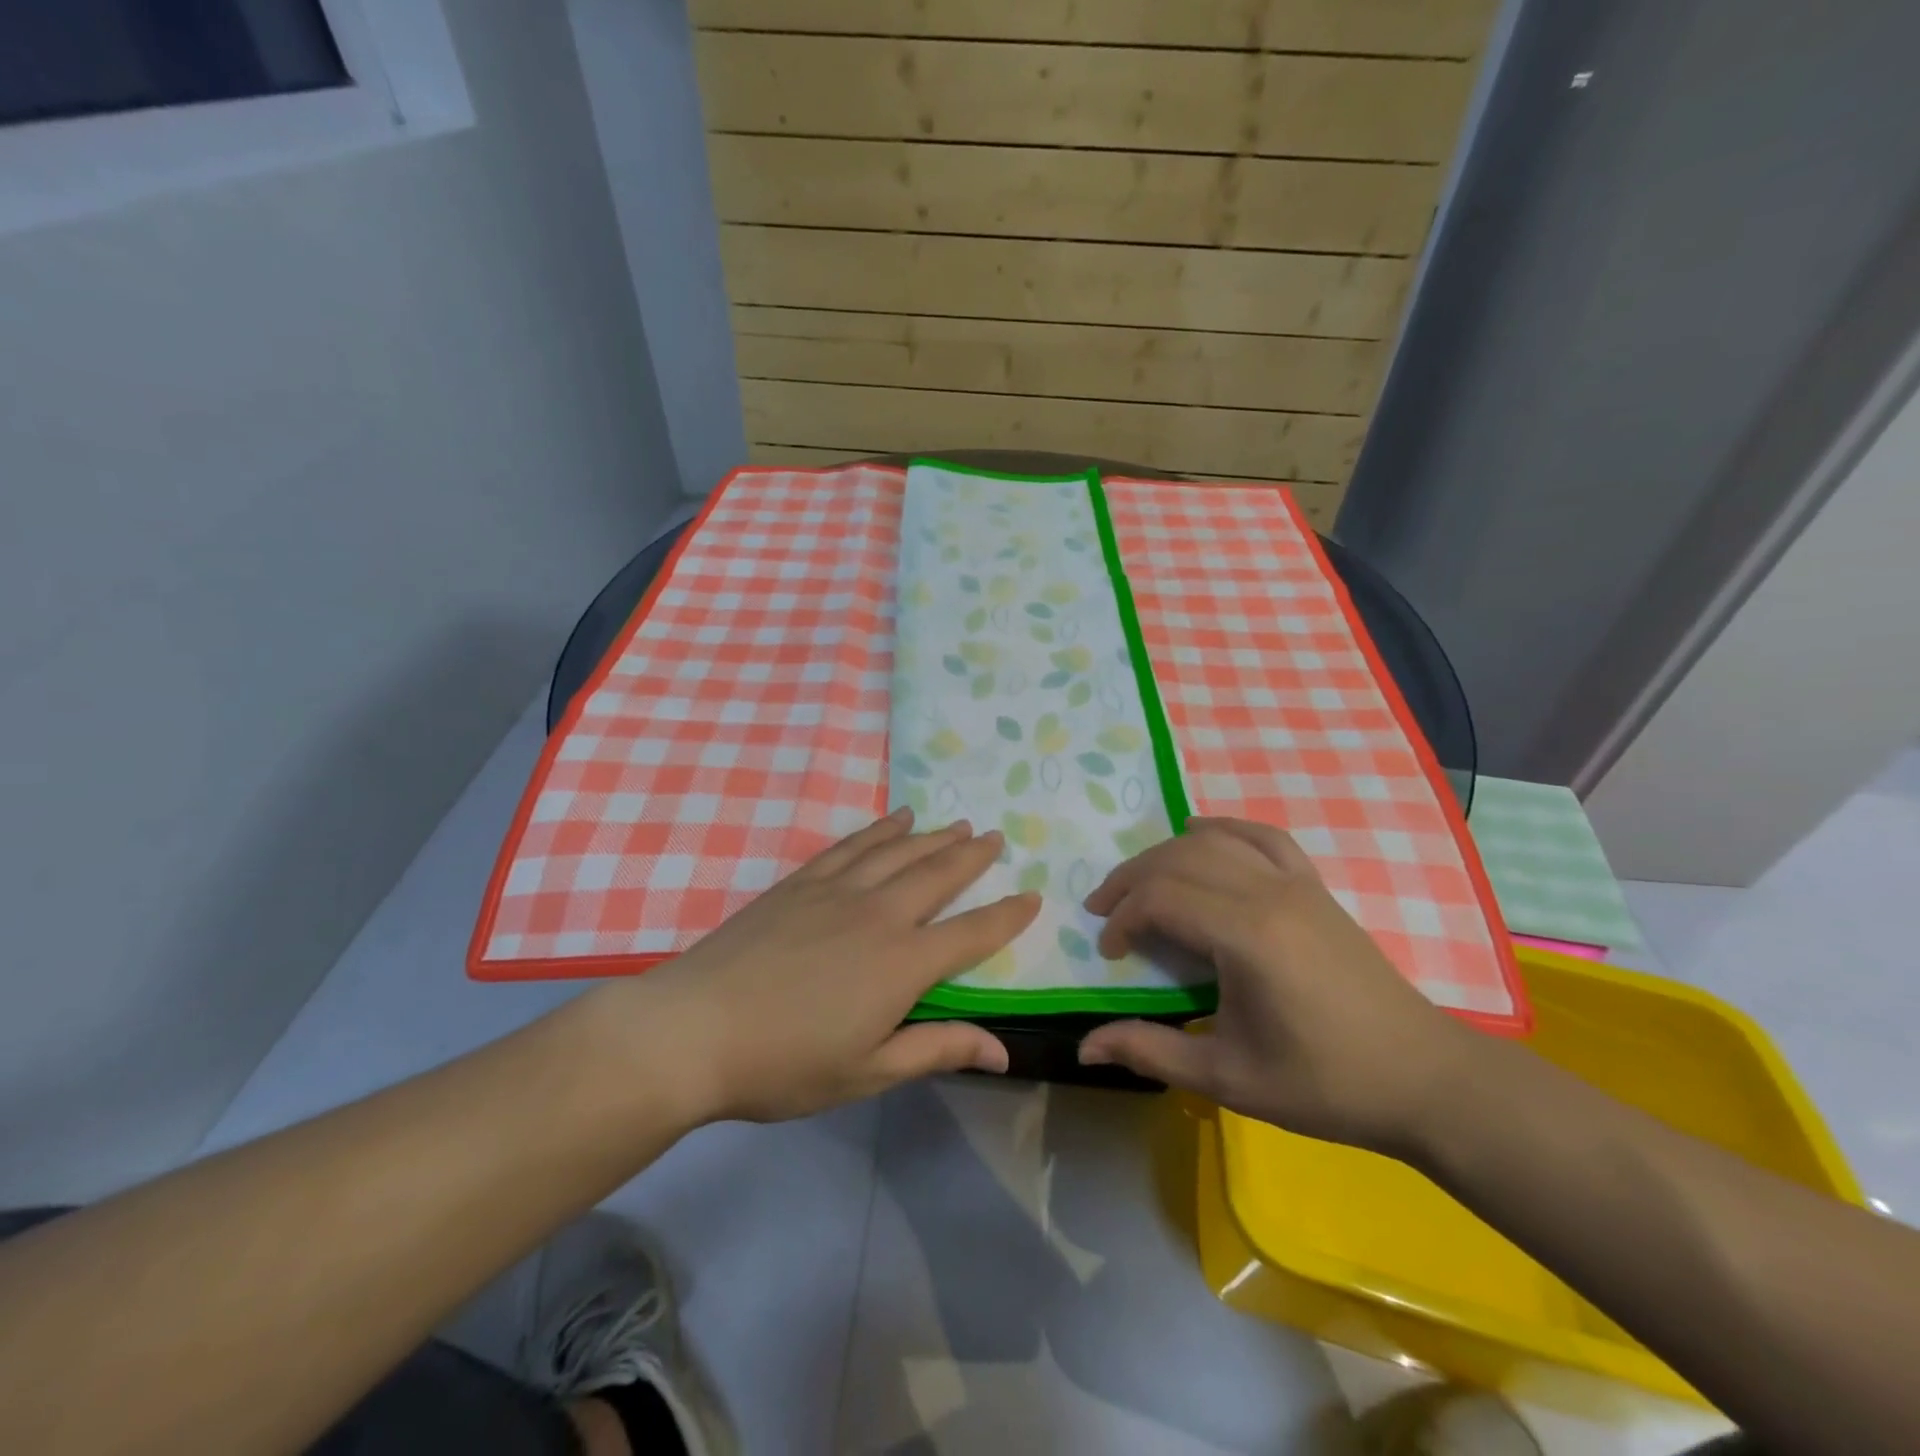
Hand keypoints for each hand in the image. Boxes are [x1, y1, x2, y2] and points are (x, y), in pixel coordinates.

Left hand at [600, 808, 1039, 1122]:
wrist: (694, 1029)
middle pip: (938, 874)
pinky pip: (852, 845)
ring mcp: (837, 890)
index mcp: (903, 963)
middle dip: (973, 856)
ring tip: (958, 823)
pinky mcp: (801, 882)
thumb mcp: (867, 1071)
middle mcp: (879, 913)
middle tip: (995, 837)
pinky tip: (894, 819)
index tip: (1032, 896)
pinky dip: (879, 829)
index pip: (972, 933)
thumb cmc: (784, 1063)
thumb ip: (937, 1049)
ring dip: (933, 836)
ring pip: (899, 851)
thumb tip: (1003, 1050)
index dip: (1007, 915)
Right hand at [1076, 818, 1472, 1154]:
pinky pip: (1262, 836)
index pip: (1161, 898)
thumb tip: (1085, 1046)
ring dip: (1166, 853)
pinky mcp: (1314, 886)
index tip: (1110, 953)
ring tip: (1141, 882)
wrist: (1423, 1078)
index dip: (1122, 918)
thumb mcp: (1229, 1078)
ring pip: (1214, 840)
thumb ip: (1151, 1051)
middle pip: (1178, 859)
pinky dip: (1223, 829)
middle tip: (1104, 911)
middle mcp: (1268, 892)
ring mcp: (1296, 882)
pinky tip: (1200, 835)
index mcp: (1246, 935)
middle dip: (1131, 879)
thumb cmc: (1325, 1083)